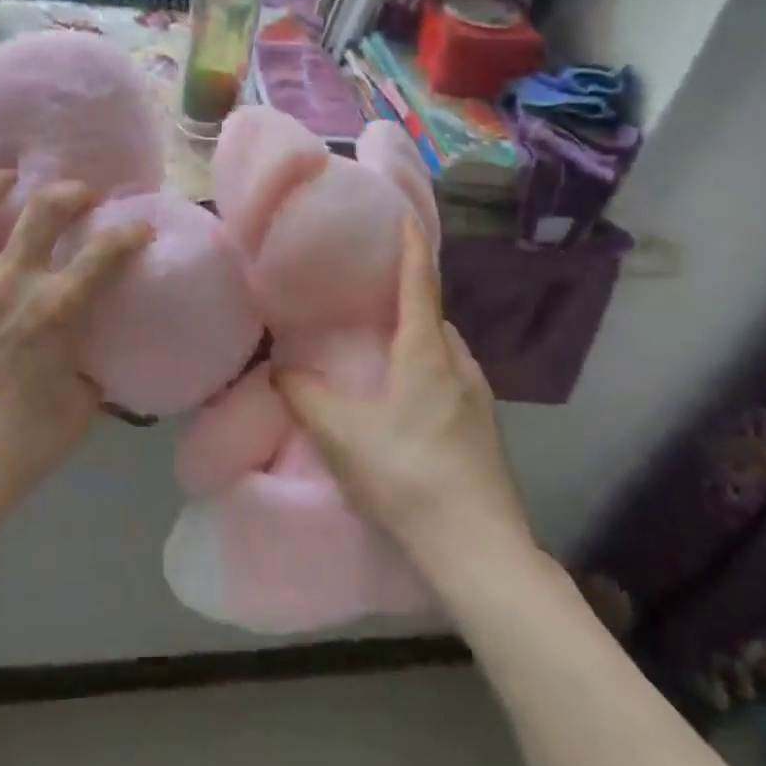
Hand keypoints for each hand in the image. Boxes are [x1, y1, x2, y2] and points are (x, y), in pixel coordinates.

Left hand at [0, 172, 153, 567]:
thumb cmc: (20, 446)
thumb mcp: (79, 410)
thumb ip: (92, 375)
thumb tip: (96, 363)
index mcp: (56, 307)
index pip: (106, 251)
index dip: (130, 231)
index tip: (139, 226)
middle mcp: (10, 281)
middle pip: (43, 207)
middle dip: (70, 191)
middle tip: (79, 194)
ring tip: (4, 181)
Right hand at [274, 221, 536, 574]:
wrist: (479, 549)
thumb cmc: (407, 475)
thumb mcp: (342, 436)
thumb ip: (305, 397)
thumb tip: (280, 369)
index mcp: (427, 352)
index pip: (420, 284)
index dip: (412, 248)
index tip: (405, 217)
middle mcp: (459, 364)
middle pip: (434, 316)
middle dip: (409, 298)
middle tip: (373, 295)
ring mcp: (478, 397)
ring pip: (445, 350)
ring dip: (419, 337)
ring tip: (385, 347)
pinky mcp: (485, 428)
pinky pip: (452, 377)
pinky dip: (429, 368)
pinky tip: (408, 399)